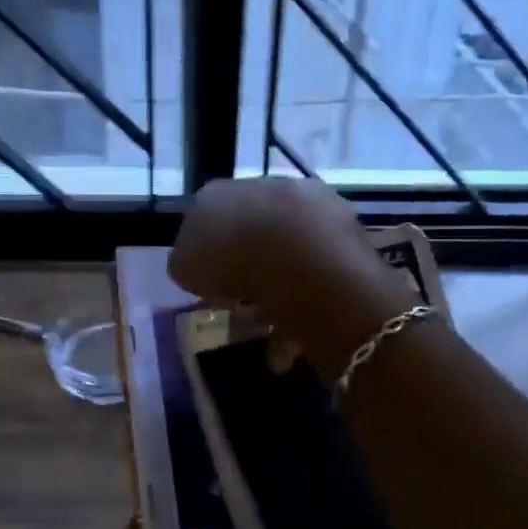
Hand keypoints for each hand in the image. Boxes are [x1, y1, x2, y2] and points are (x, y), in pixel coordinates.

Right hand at [171, 178, 402, 368]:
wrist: (298, 259)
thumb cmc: (229, 260)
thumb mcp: (183, 266)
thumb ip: (187, 263)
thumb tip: (199, 265)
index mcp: (219, 193)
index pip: (207, 222)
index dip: (207, 258)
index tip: (211, 287)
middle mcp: (264, 188)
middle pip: (251, 235)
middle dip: (247, 274)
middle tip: (242, 311)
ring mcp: (308, 204)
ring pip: (287, 256)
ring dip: (277, 296)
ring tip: (270, 334)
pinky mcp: (344, 228)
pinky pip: (316, 272)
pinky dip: (305, 305)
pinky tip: (293, 340)